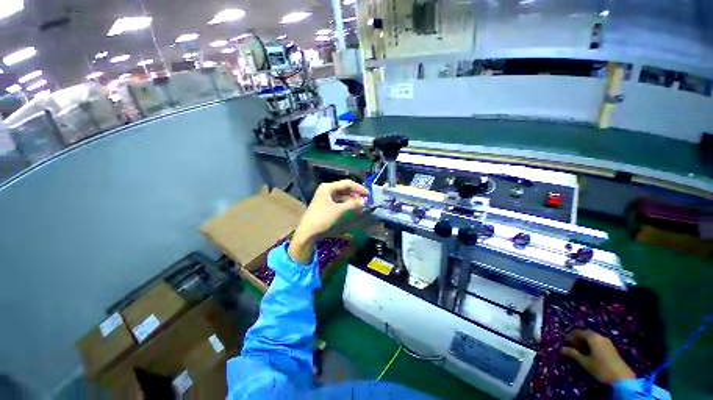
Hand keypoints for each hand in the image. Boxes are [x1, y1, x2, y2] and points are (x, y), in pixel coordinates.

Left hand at [289, 180, 367, 263]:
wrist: (307, 232)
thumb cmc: (322, 218)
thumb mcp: (339, 210)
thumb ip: (353, 204)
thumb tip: (364, 201)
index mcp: (328, 187)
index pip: (347, 183)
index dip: (359, 188)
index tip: (368, 194)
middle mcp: (326, 190)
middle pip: (344, 188)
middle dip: (355, 194)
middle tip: (366, 199)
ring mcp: (325, 197)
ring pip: (342, 195)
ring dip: (352, 199)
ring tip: (361, 204)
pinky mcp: (326, 205)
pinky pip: (339, 201)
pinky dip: (346, 204)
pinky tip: (353, 207)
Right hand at [561, 330, 635, 384]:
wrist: (622, 377)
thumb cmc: (601, 368)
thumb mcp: (585, 362)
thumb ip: (573, 354)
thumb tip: (561, 348)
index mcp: (592, 337)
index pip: (577, 332)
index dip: (570, 336)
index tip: (565, 342)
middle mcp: (600, 336)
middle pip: (586, 334)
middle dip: (578, 339)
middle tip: (572, 346)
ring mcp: (607, 342)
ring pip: (592, 338)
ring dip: (585, 342)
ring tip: (580, 351)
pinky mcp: (611, 348)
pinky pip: (598, 342)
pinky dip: (591, 345)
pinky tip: (590, 353)